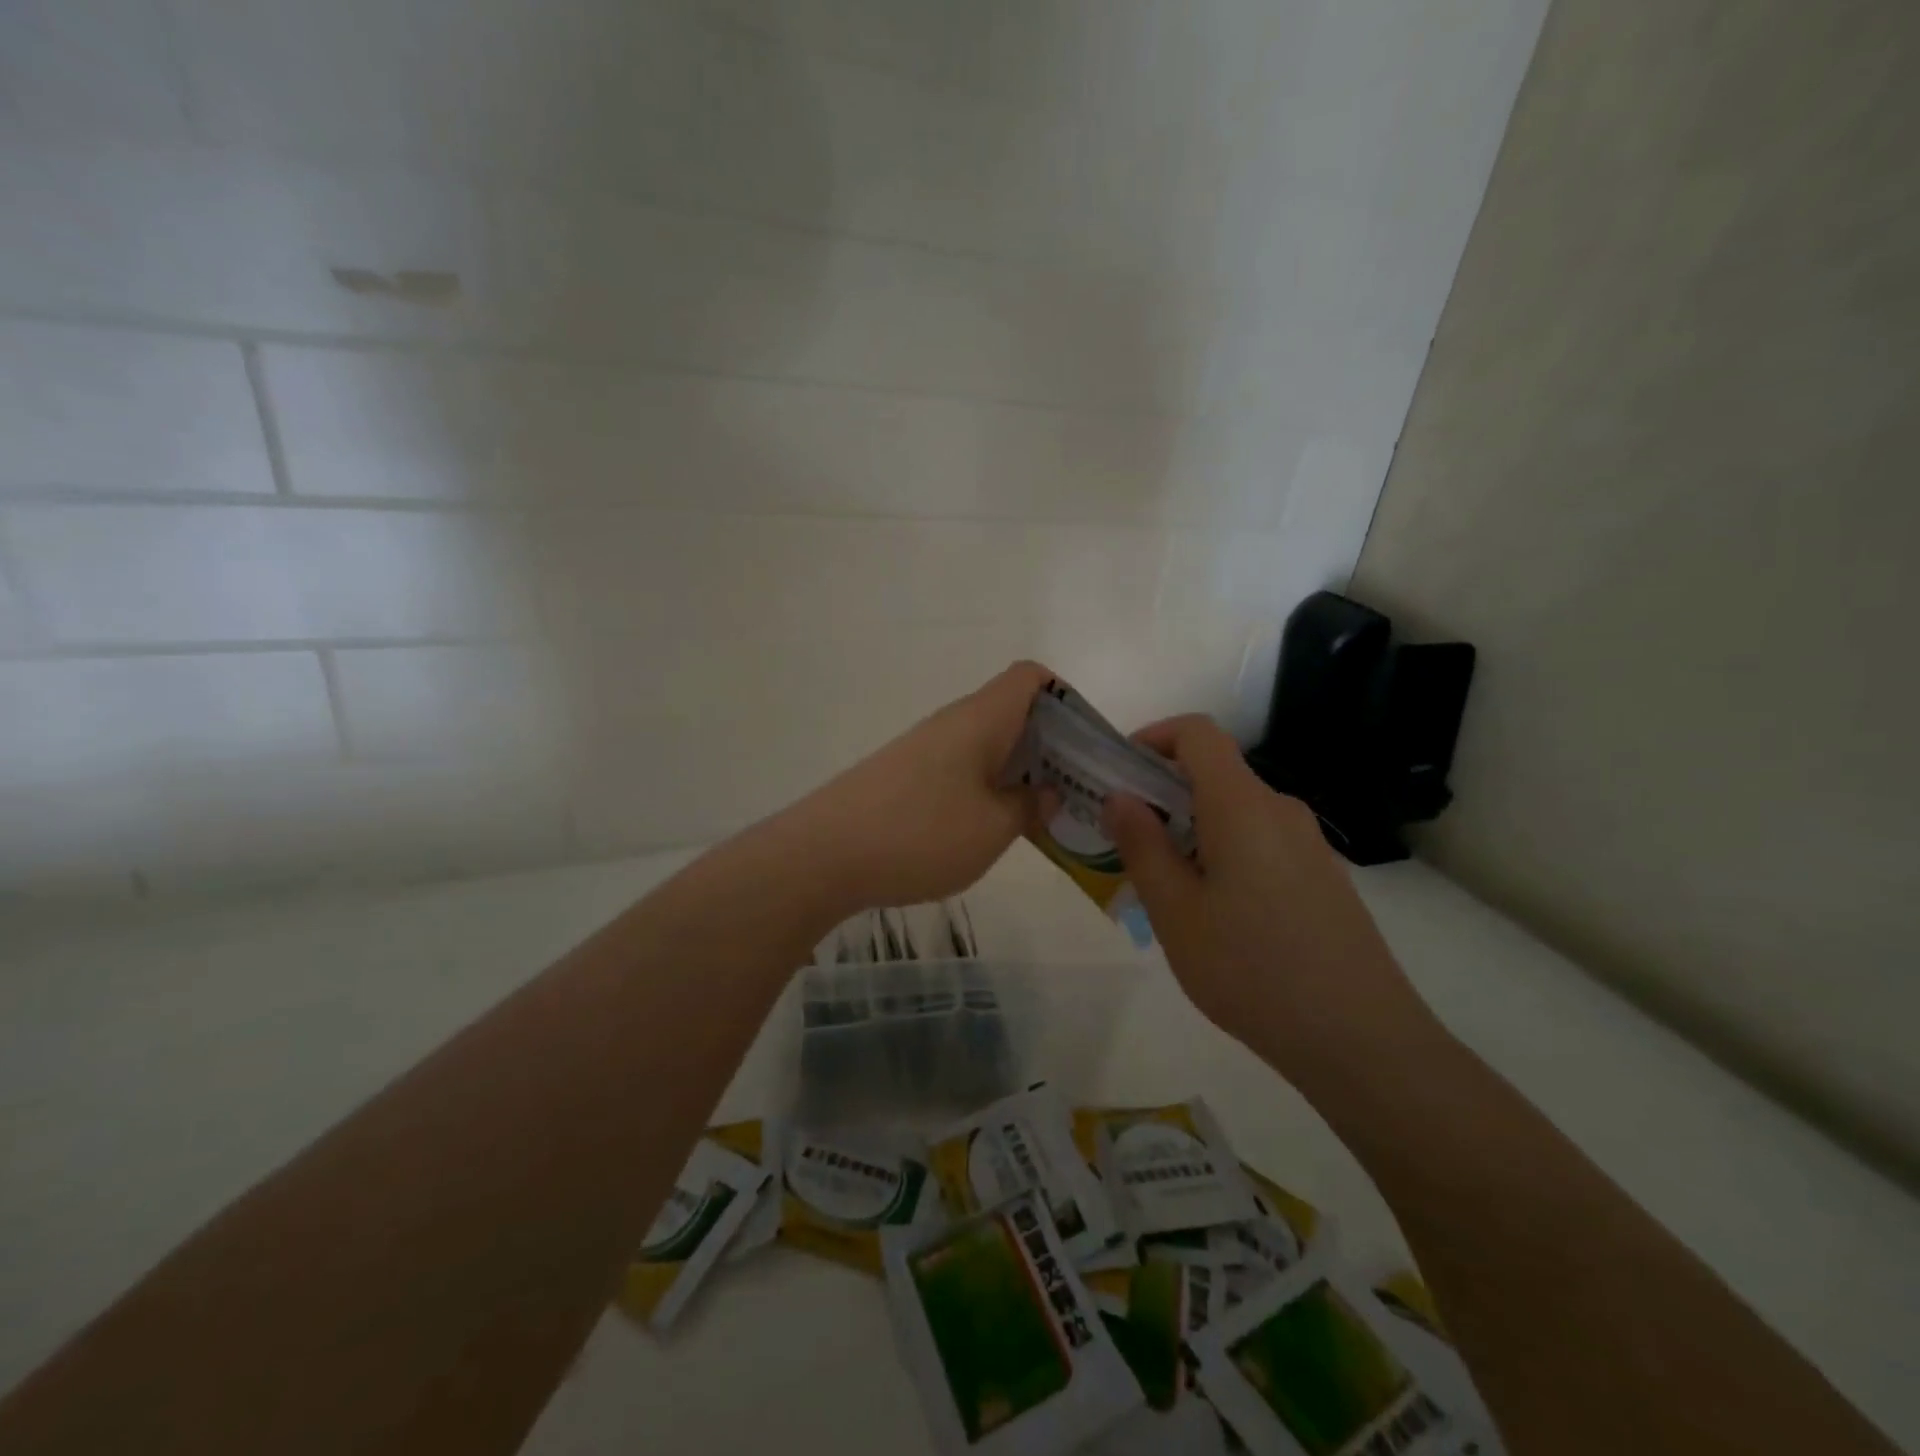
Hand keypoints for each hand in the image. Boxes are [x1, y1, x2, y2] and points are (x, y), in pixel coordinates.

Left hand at [783, 660, 1052, 912]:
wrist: (822, 855)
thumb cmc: (919, 834)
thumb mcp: (992, 829)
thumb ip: (1029, 805)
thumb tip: (1047, 790)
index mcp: (980, 719)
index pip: (1030, 677)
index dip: (1066, 698)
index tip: (1087, 745)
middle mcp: (952, 723)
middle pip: (1013, 712)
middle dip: (1051, 745)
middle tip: (1077, 791)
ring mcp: (925, 749)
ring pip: (987, 744)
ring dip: (1019, 771)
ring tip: (1042, 815)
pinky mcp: (905, 776)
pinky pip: (962, 769)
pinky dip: (987, 788)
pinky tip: (992, 827)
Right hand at [1103, 715, 1431, 1066]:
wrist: (1361, 1040)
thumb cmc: (1251, 970)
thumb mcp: (1175, 912)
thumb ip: (1142, 846)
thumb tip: (1119, 796)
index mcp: (1242, 806)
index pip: (1197, 733)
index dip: (1153, 737)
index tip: (1118, 774)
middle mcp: (1280, 811)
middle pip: (1214, 774)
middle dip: (1162, 794)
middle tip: (1124, 842)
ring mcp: (1308, 844)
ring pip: (1235, 813)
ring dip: (1190, 829)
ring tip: (1162, 888)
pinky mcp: (1322, 877)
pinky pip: (1260, 842)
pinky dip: (1223, 853)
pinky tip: (1213, 914)